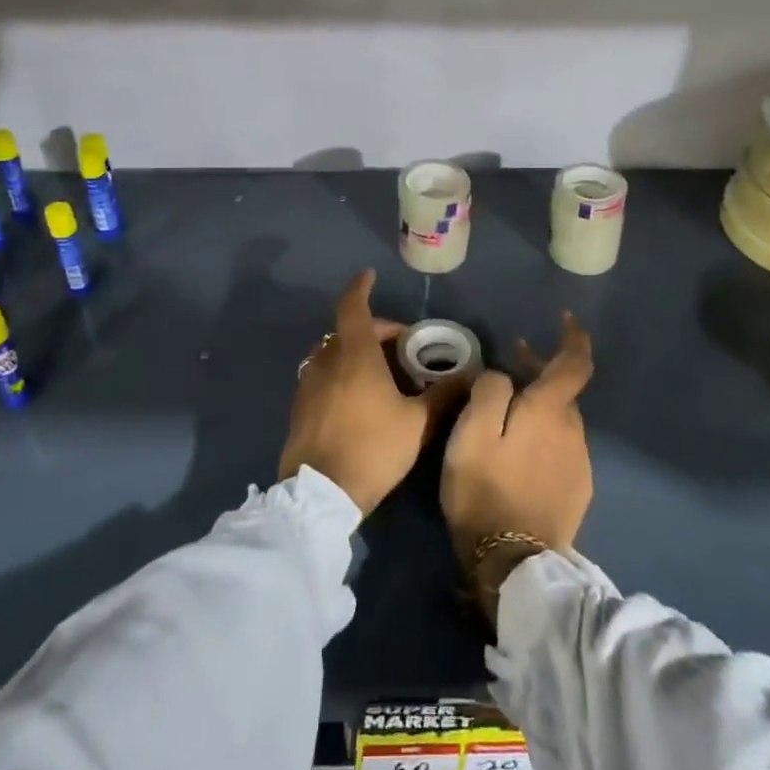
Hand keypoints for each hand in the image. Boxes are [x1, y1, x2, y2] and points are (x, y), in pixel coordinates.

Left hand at [280, 270, 451, 516]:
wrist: (320, 494)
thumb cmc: (372, 447)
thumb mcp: (417, 423)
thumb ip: (443, 395)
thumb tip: (470, 376)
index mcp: (354, 355)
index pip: (353, 307)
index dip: (360, 288)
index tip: (369, 276)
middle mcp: (326, 360)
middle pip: (347, 330)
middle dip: (374, 329)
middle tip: (401, 345)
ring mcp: (308, 384)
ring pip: (332, 353)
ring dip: (355, 351)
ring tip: (381, 371)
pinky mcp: (299, 407)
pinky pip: (322, 375)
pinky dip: (341, 372)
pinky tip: (359, 397)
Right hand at [441, 314, 593, 608]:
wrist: (516, 563)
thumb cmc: (486, 490)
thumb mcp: (472, 433)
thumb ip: (488, 390)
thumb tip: (501, 375)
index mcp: (550, 411)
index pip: (574, 362)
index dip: (573, 337)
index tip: (564, 319)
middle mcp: (573, 431)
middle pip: (562, 390)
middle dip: (540, 370)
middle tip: (510, 359)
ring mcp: (578, 463)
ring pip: (560, 419)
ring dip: (539, 404)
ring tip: (506, 407)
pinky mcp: (576, 489)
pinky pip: (560, 447)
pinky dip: (543, 434)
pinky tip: (519, 450)